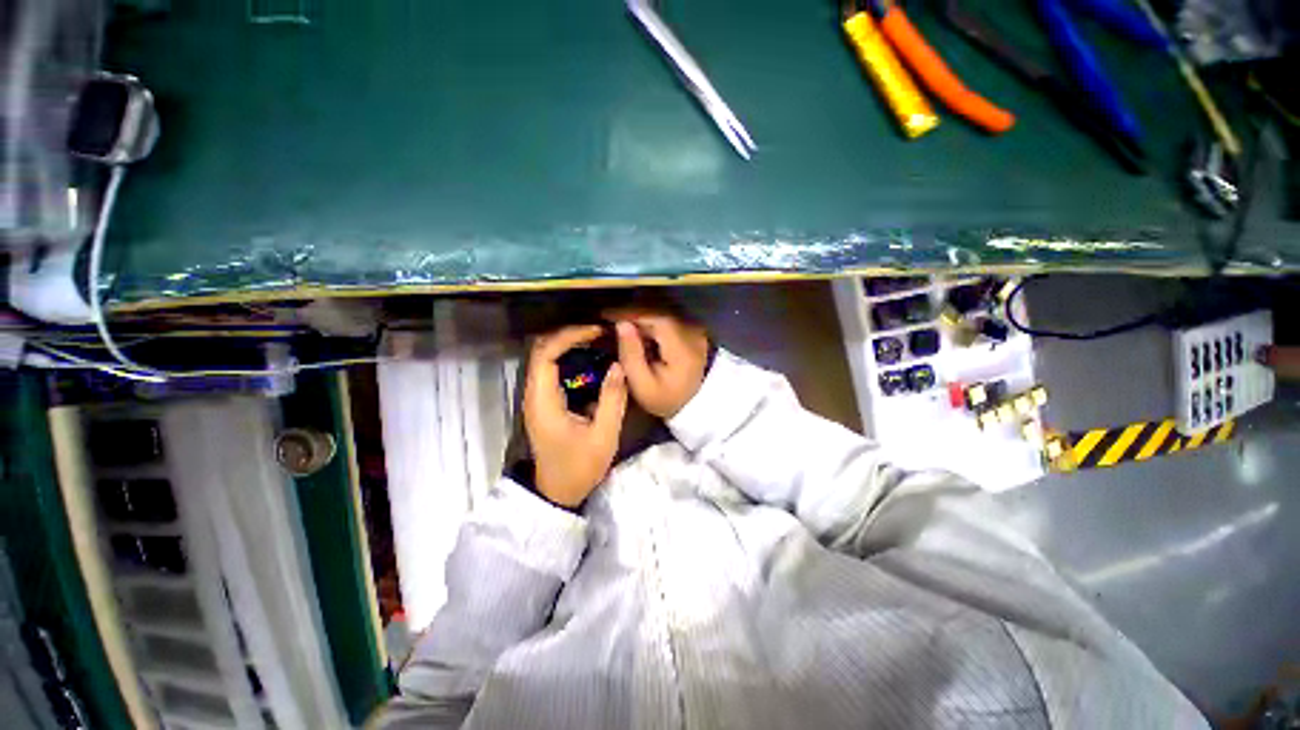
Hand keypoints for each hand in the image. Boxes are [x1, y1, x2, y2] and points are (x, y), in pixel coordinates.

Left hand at [523, 325, 628, 507]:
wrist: (558, 492)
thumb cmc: (579, 467)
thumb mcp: (604, 436)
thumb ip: (613, 399)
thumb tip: (618, 365)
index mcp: (544, 401)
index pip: (546, 354)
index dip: (569, 336)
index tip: (597, 332)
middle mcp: (534, 394)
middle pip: (542, 349)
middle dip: (569, 335)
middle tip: (599, 332)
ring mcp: (536, 397)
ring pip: (545, 356)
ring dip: (568, 343)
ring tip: (597, 340)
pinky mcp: (544, 401)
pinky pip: (551, 368)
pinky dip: (569, 356)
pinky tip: (590, 357)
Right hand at [608, 311, 709, 418]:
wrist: (692, 405)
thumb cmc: (664, 399)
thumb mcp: (642, 385)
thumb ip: (631, 355)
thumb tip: (621, 324)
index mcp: (683, 349)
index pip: (657, 319)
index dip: (631, 313)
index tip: (606, 314)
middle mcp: (693, 334)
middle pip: (659, 314)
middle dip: (633, 315)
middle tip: (608, 319)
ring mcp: (695, 332)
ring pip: (662, 315)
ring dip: (640, 317)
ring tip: (619, 324)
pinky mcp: (692, 332)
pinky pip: (668, 321)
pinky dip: (650, 323)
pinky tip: (636, 330)